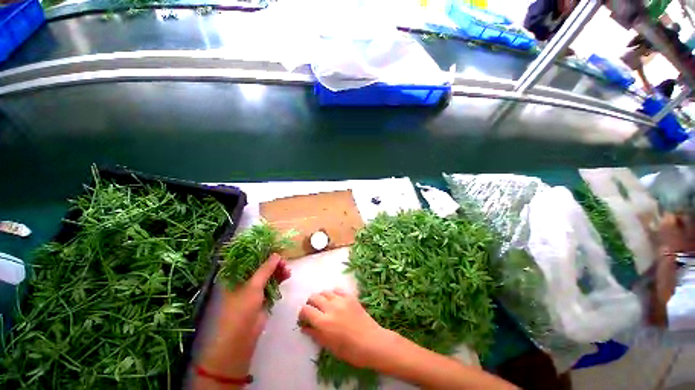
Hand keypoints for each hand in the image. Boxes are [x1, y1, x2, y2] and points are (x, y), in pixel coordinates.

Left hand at [194, 253, 290, 380]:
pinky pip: (272, 283)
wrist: (241, 338)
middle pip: (260, 266)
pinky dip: (279, 279)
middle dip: (273, 262)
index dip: (262, 253)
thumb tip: (277, 254)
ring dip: (278, 270)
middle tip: (284, 261)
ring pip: (267, 274)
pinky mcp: (261, 296)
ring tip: (287, 270)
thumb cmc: (241, 309)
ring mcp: (253, 289)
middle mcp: (244, 280)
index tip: (275, 249)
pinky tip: (287, 276)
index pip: (249, 259)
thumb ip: (266, 269)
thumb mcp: (254, 286)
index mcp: (235, 276)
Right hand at [299, 289, 395, 369]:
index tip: (303, 318)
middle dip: (310, 303)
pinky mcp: (350, 297)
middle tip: (312, 311)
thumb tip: (304, 327)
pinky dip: (333, 293)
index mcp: (324, 322)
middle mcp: (331, 307)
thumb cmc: (351, 351)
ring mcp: (341, 300)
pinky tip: (334, 300)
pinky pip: (337, 290)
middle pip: (314, 297)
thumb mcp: (330, 347)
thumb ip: (315, 335)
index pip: (306, 310)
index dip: (302, 313)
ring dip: (321, 297)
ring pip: (325, 292)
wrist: (373, 342)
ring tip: (323, 305)